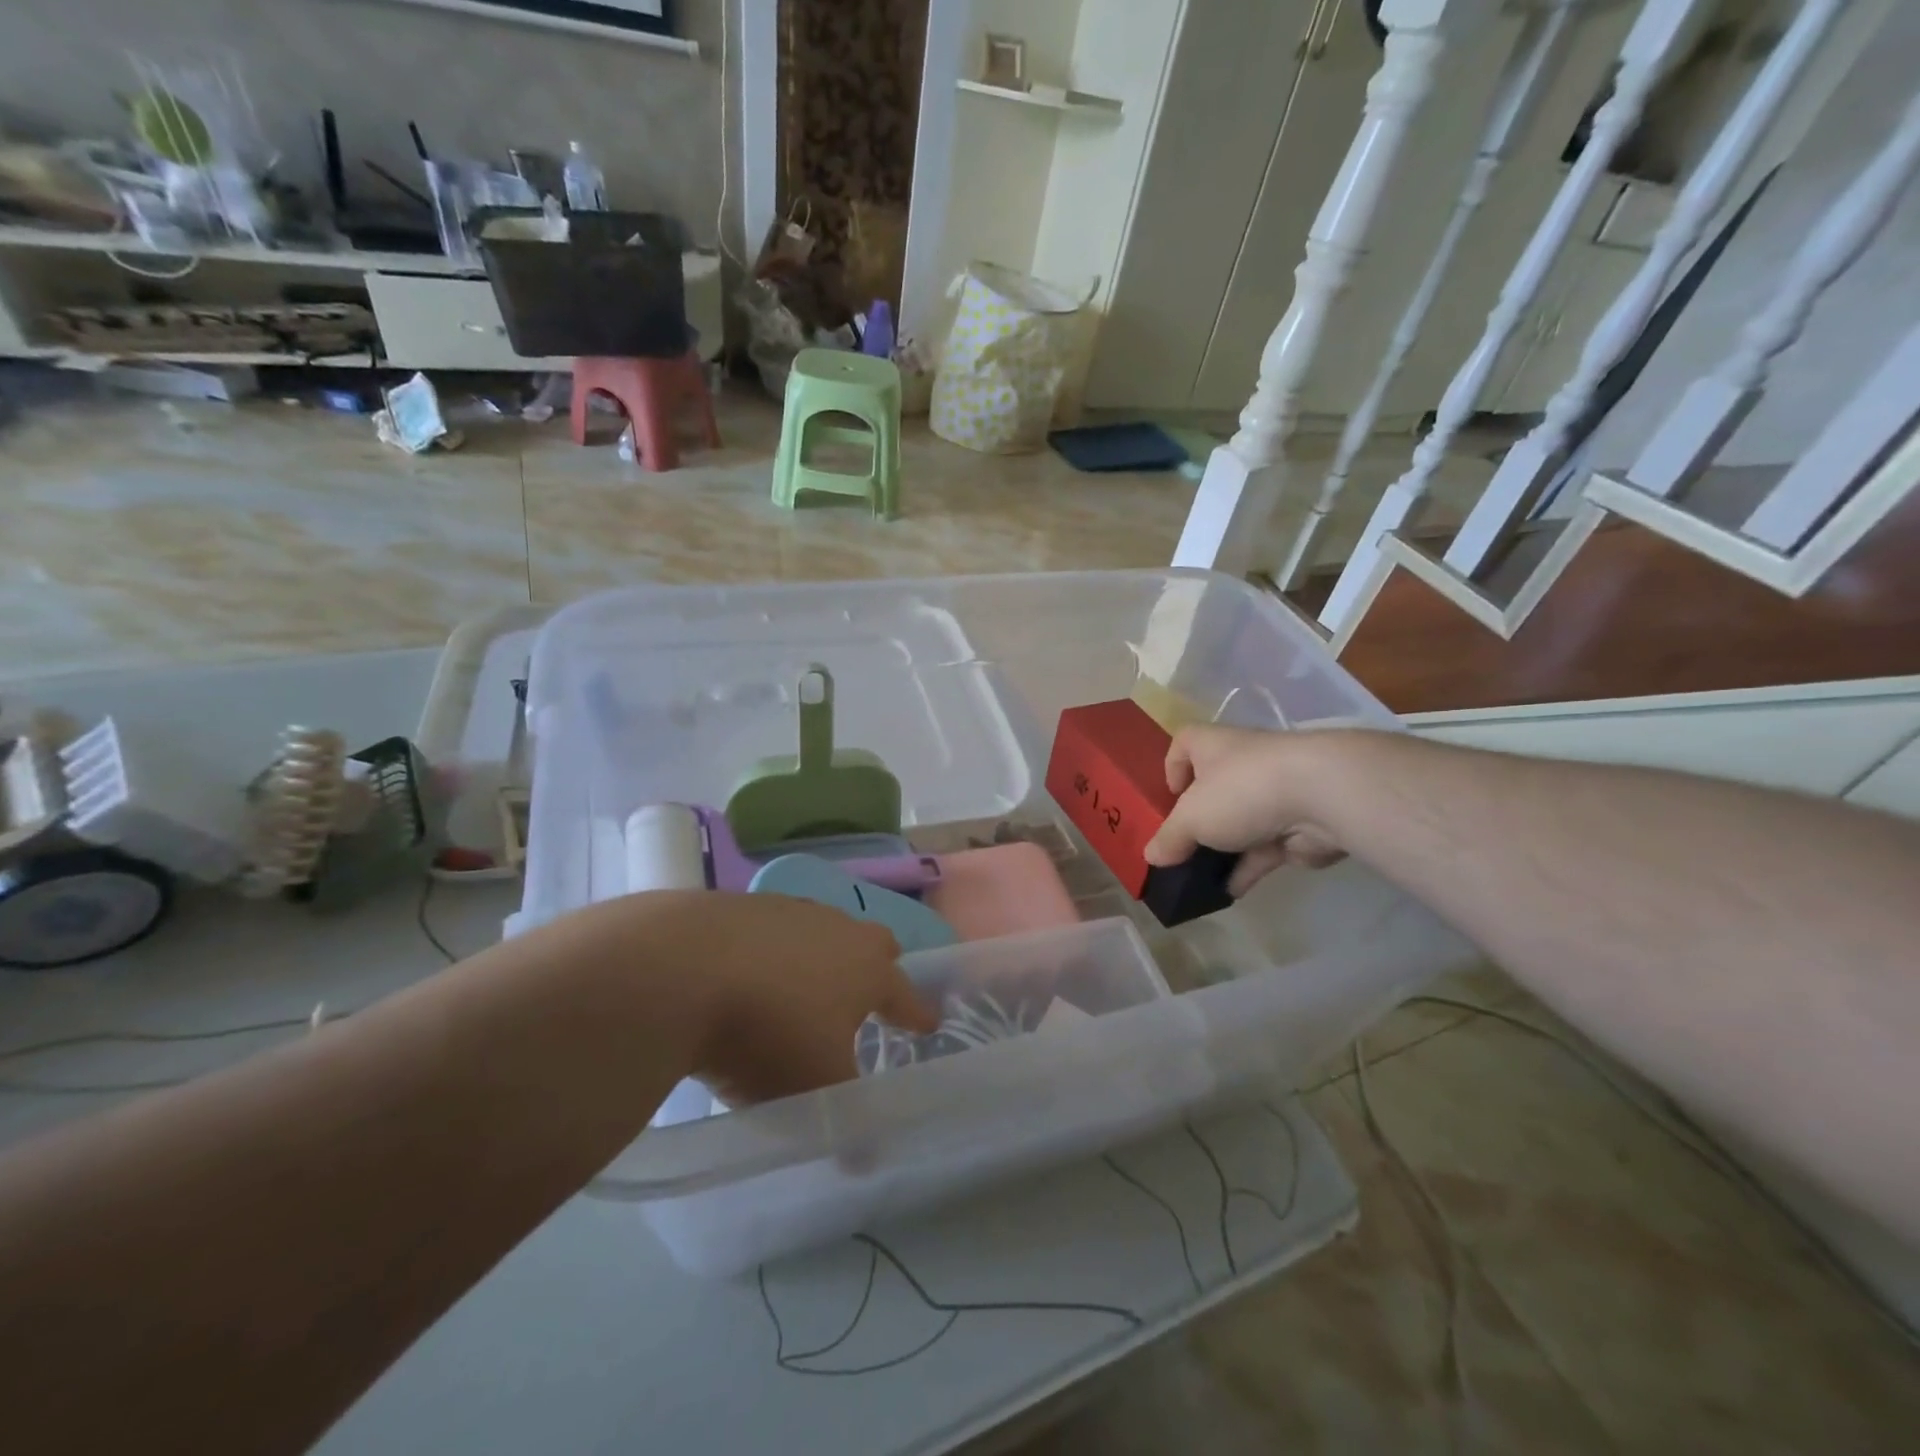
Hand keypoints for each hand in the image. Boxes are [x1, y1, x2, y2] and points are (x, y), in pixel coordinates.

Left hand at [642, 891, 939, 1104]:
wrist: (681, 969)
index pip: (905, 994)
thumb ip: (847, 1123)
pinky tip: (746, 974)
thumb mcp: (815, 1090)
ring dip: (819, 957)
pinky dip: (769, 951)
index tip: (927, 1024)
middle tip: (867, 994)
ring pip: (819, 931)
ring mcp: (787, 910)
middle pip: (871, 943)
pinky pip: (770, 929)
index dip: (916, 1013)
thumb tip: (865, 1162)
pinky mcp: (739, 905)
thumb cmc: (769, 1032)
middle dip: (876, 967)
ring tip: (801, 988)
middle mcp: (835, 929)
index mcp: (867, 969)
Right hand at [1142, 725, 1347, 896]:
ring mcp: (1272, 794)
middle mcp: (1243, 763)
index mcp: (1213, 746)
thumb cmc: (1241, 790)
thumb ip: (1169, 838)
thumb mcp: (1190, 817)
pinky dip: (1247, 868)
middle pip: (1213, 787)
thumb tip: (1151, 855)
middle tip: (1180, 845)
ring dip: (1221, 848)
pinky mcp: (1296, 826)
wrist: (1322, 798)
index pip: (1185, 742)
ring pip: (1239, 822)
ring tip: (1197, 877)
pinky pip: (1264, 848)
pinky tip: (1228, 891)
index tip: (1169, 795)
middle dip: (1197, 817)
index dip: (1173, 765)